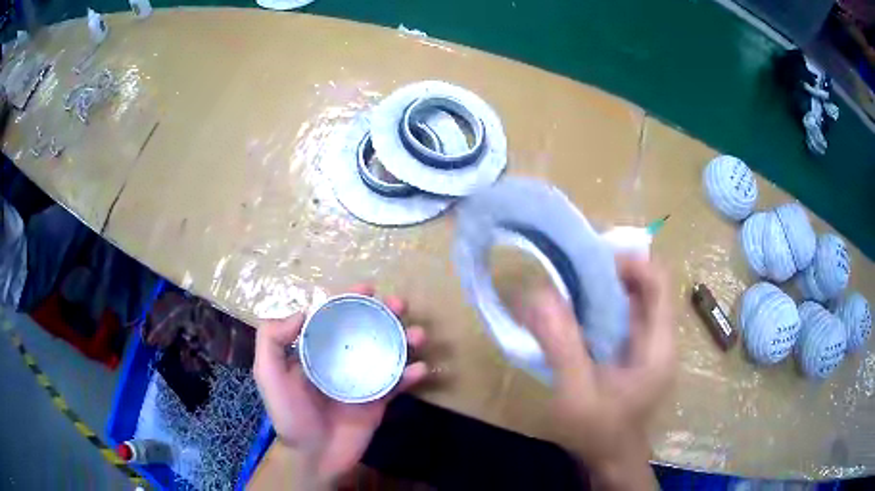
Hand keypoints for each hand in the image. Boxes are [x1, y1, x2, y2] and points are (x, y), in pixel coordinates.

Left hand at [254, 284, 427, 487]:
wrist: (315, 456)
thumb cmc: (290, 415)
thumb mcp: (268, 375)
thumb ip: (272, 341)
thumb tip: (302, 311)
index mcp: (316, 352)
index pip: (335, 318)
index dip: (350, 300)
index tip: (368, 289)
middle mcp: (341, 361)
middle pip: (366, 330)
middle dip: (385, 314)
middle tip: (400, 305)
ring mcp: (362, 380)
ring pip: (387, 352)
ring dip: (405, 339)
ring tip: (418, 335)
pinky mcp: (378, 400)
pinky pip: (398, 383)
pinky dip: (411, 375)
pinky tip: (421, 368)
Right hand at [521, 257, 674, 489]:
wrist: (610, 461)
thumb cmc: (598, 432)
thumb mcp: (576, 394)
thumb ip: (562, 345)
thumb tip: (539, 295)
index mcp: (658, 346)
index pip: (659, 283)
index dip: (632, 262)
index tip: (592, 258)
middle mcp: (660, 340)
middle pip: (647, 287)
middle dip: (614, 271)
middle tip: (573, 266)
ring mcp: (649, 348)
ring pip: (635, 301)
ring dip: (606, 287)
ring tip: (570, 283)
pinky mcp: (636, 355)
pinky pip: (624, 318)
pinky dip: (603, 307)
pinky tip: (576, 312)